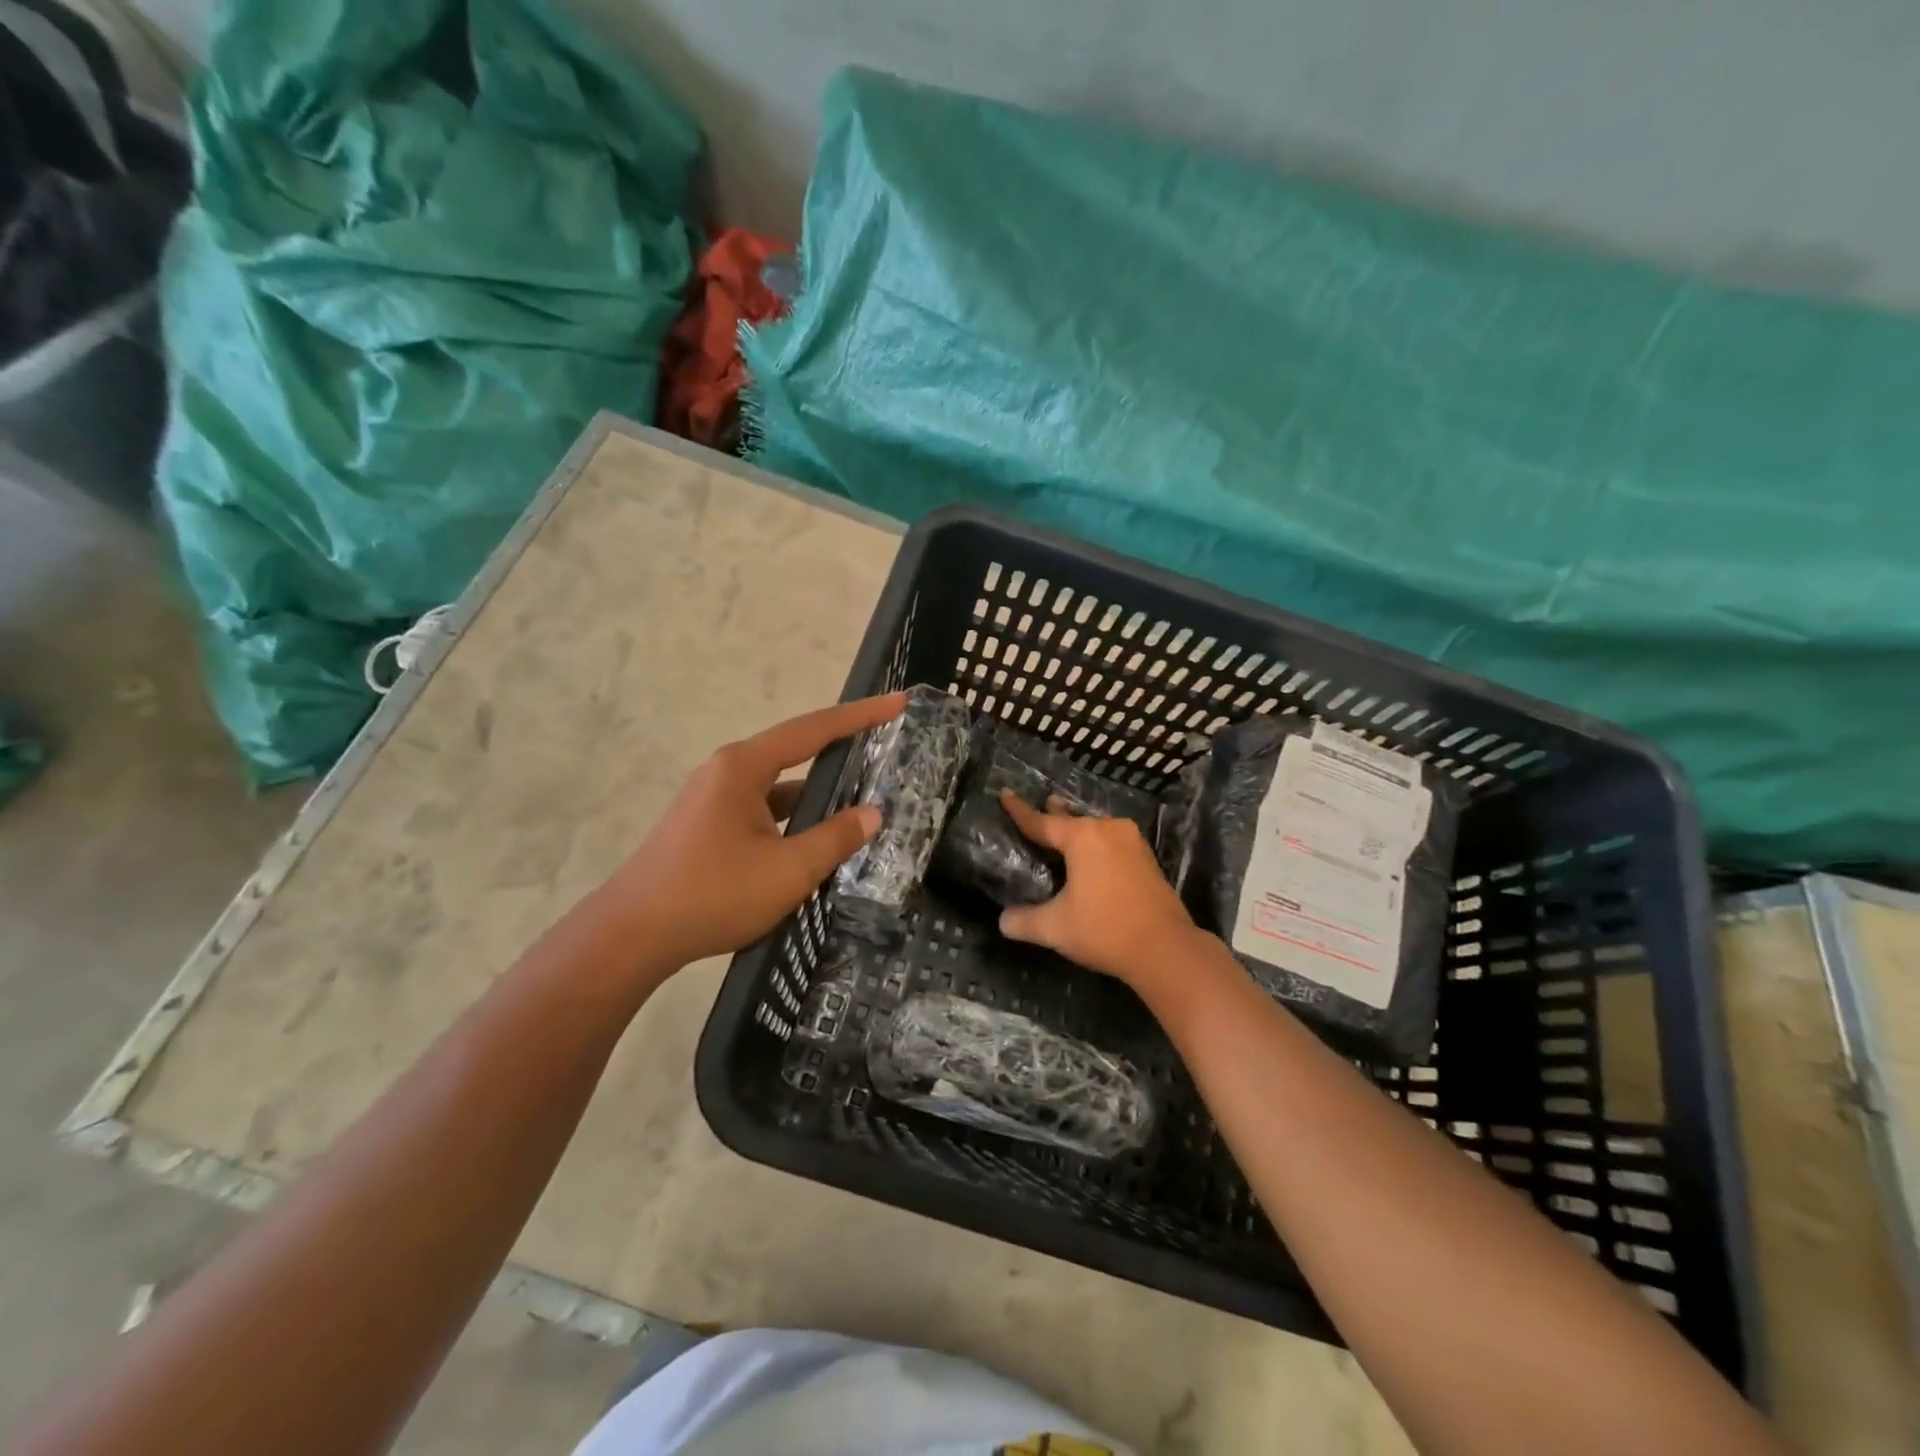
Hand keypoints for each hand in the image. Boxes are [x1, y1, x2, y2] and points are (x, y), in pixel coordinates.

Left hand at [600, 694, 905, 972]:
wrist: (632, 936)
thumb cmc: (713, 894)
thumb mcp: (788, 871)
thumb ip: (835, 838)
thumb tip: (873, 814)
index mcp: (744, 767)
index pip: (814, 729)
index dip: (861, 715)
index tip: (898, 702)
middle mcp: (727, 772)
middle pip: (797, 752)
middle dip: (842, 753)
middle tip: (886, 751)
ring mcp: (714, 799)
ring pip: (779, 788)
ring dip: (817, 797)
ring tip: (862, 806)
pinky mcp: (708, 826)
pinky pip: (763, 811)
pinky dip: (793, 820)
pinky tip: (816, 843)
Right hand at [997, 791, 1201, 988]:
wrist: (1166, 949)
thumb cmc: (1105, 930)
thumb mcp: (1055, 928)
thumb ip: (1024, 921)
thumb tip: (1003, 921)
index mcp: (1082, 837)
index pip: (1041, 821)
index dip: (1019, 810)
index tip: (1004, 793)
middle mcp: (1108, 829)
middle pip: (1072, 818)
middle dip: (1054, 813)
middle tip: (1040, 804)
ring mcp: (1132, 842)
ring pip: (1096, 828)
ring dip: (1079, 828)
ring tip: (1065, 826)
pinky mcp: (1147, 858)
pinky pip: (1112, 841)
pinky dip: (1097, 843)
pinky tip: (1092, 854)